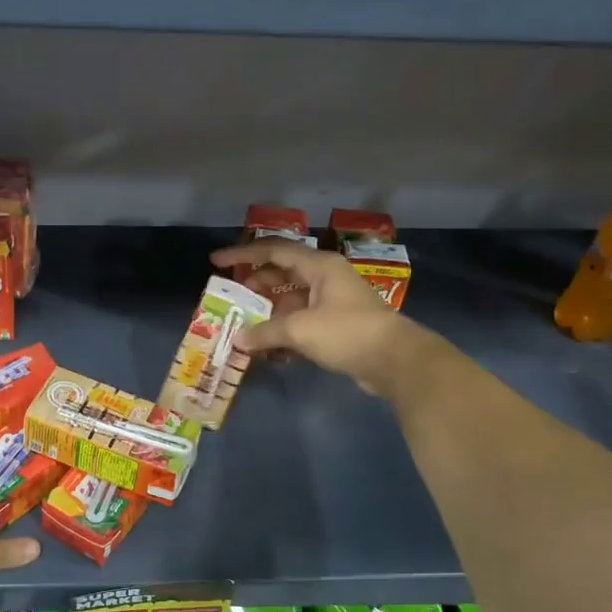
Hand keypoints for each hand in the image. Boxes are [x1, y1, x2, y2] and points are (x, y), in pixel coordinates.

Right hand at [213, 242, 437, 397]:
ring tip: (244, 326)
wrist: (394, 360)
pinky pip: (302, 321)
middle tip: (231, 298)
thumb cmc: (347, 332)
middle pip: (282, 274)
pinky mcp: (337, 326)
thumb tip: (239, 339)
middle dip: (255, 286)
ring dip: (268, 313)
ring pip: (291, 300)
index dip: (243, 254)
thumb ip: (265, 332)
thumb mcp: (300, 329)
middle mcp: (326, 278)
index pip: (274, 251)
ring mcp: (332, 302)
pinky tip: (268, 349)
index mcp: (319, 266)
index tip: (216, 261)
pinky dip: (284, 331)